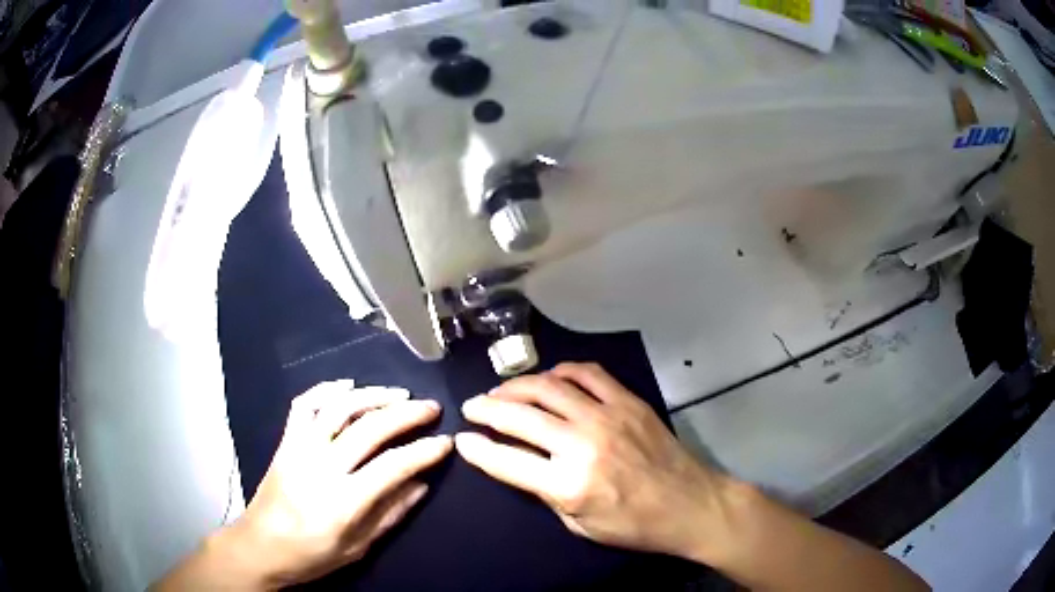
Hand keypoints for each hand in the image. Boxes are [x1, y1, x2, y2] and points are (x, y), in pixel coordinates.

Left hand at [224, 381, 451, 587]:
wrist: (260, 547)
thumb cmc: (312, 555)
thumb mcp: (358, 547)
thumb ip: (391, 513)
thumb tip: (422, 483)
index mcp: (342, 502)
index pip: (392, 466)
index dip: (423, 451)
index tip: (445, 442)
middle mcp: (320, 467)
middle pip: (368, 428)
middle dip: (406, 414)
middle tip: (431, 407)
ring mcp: (299, 449)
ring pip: (338, 408)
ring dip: (372, 395)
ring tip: (399, 393)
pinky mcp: (285, 442)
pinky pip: (303, 405)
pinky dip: (326, 389)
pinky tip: (348, 385)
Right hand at [455, 363, 734, 560]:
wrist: (690, 504)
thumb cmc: (634, 526)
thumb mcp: (579, 525)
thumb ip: (546, 492)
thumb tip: (521, 464)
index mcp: (569, 485)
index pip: (506, 460)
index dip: (477, 449)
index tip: (462, 439)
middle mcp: (583, 444)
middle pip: (520, 416)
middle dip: (486, 409)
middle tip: (472, 407)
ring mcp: (608, 417)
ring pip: (548, 387)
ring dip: (516, 386)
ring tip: (501, 391)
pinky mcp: (628, 401)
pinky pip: (588, 373)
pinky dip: (561, 371)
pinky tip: (549, 379)